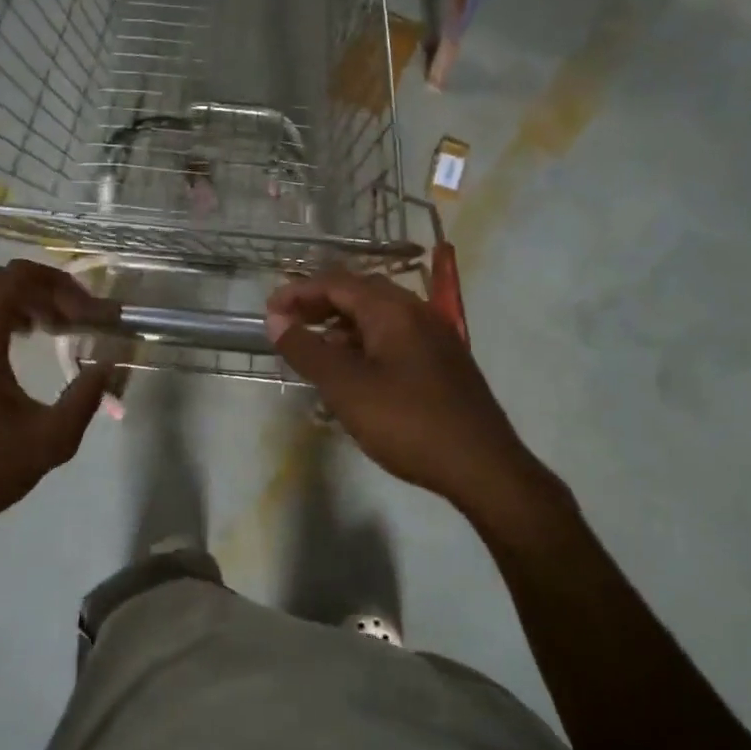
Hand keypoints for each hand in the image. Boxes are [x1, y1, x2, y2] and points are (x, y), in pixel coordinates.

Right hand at [266, 270, 539, 511]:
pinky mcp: (443, 362)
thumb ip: (308, 350)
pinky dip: (365, 345)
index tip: (268, 312)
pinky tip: (353, 374)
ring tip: (314, 351)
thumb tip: (276, 319)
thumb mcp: (346, 387)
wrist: (482, 466)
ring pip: (379, 318)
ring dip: (342, 327)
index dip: (298, 292)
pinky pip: (395, 339)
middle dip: (319, 305)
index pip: (337, 283)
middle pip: (359, 294)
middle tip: (288, 326)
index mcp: (393, 310)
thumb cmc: (407, 422)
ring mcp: (435, 337)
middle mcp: (417, 312)